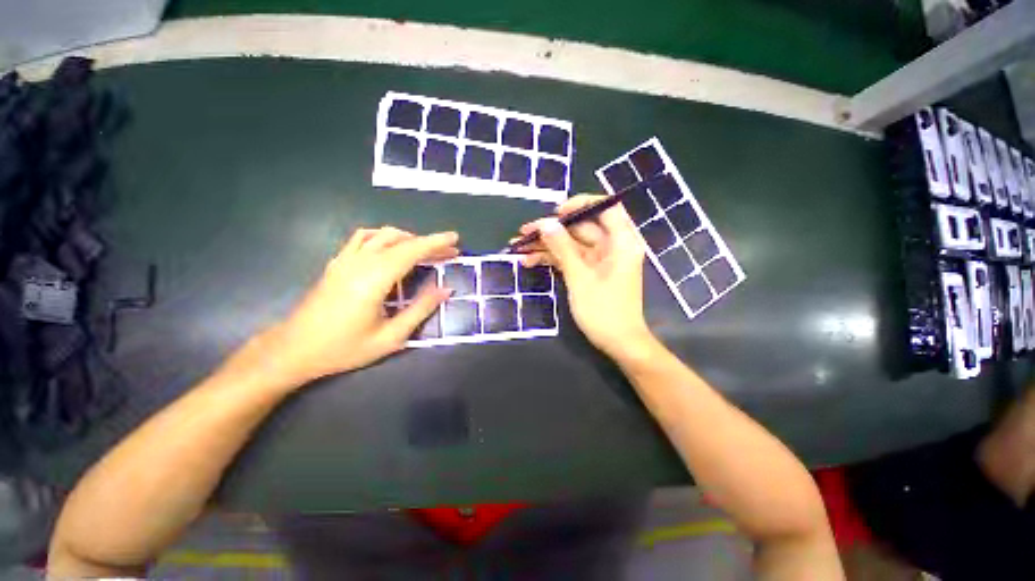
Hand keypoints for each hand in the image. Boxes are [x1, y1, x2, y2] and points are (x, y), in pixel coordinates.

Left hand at [265, 227, 458, 384]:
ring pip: (381, 235)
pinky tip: (391, 246)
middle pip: (400, 242)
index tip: (455, 238)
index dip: (435, 243)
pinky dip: (384, 237)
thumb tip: (446, 290)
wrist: (293, 350)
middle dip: (428, 243)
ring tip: (426, 251)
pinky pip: (362, 238)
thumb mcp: (390, 337)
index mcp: (373, 280)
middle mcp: (359, 263)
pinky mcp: (337, 263)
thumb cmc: (344, 348)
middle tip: (450, 252)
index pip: (411, 251)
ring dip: (408, 239)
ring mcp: (345, 260)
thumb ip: (420, 310)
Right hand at [514, 195, 654, 358]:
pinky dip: (553, 260)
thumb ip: (563, 248)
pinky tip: (530, 262)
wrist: (618, 343)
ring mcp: (600, 260)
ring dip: (547, 247)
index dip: (581, 204)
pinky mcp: (590, 272)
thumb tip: (546, 224)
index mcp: (621, 242)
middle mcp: (612, 246)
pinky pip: (570, 258)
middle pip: (581, 228)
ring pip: (572, 244)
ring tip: (519, 249)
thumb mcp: (580, 277)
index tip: (556, 212)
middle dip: (552, 230)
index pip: (605, 208)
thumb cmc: (604, 311)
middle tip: (524, 232)